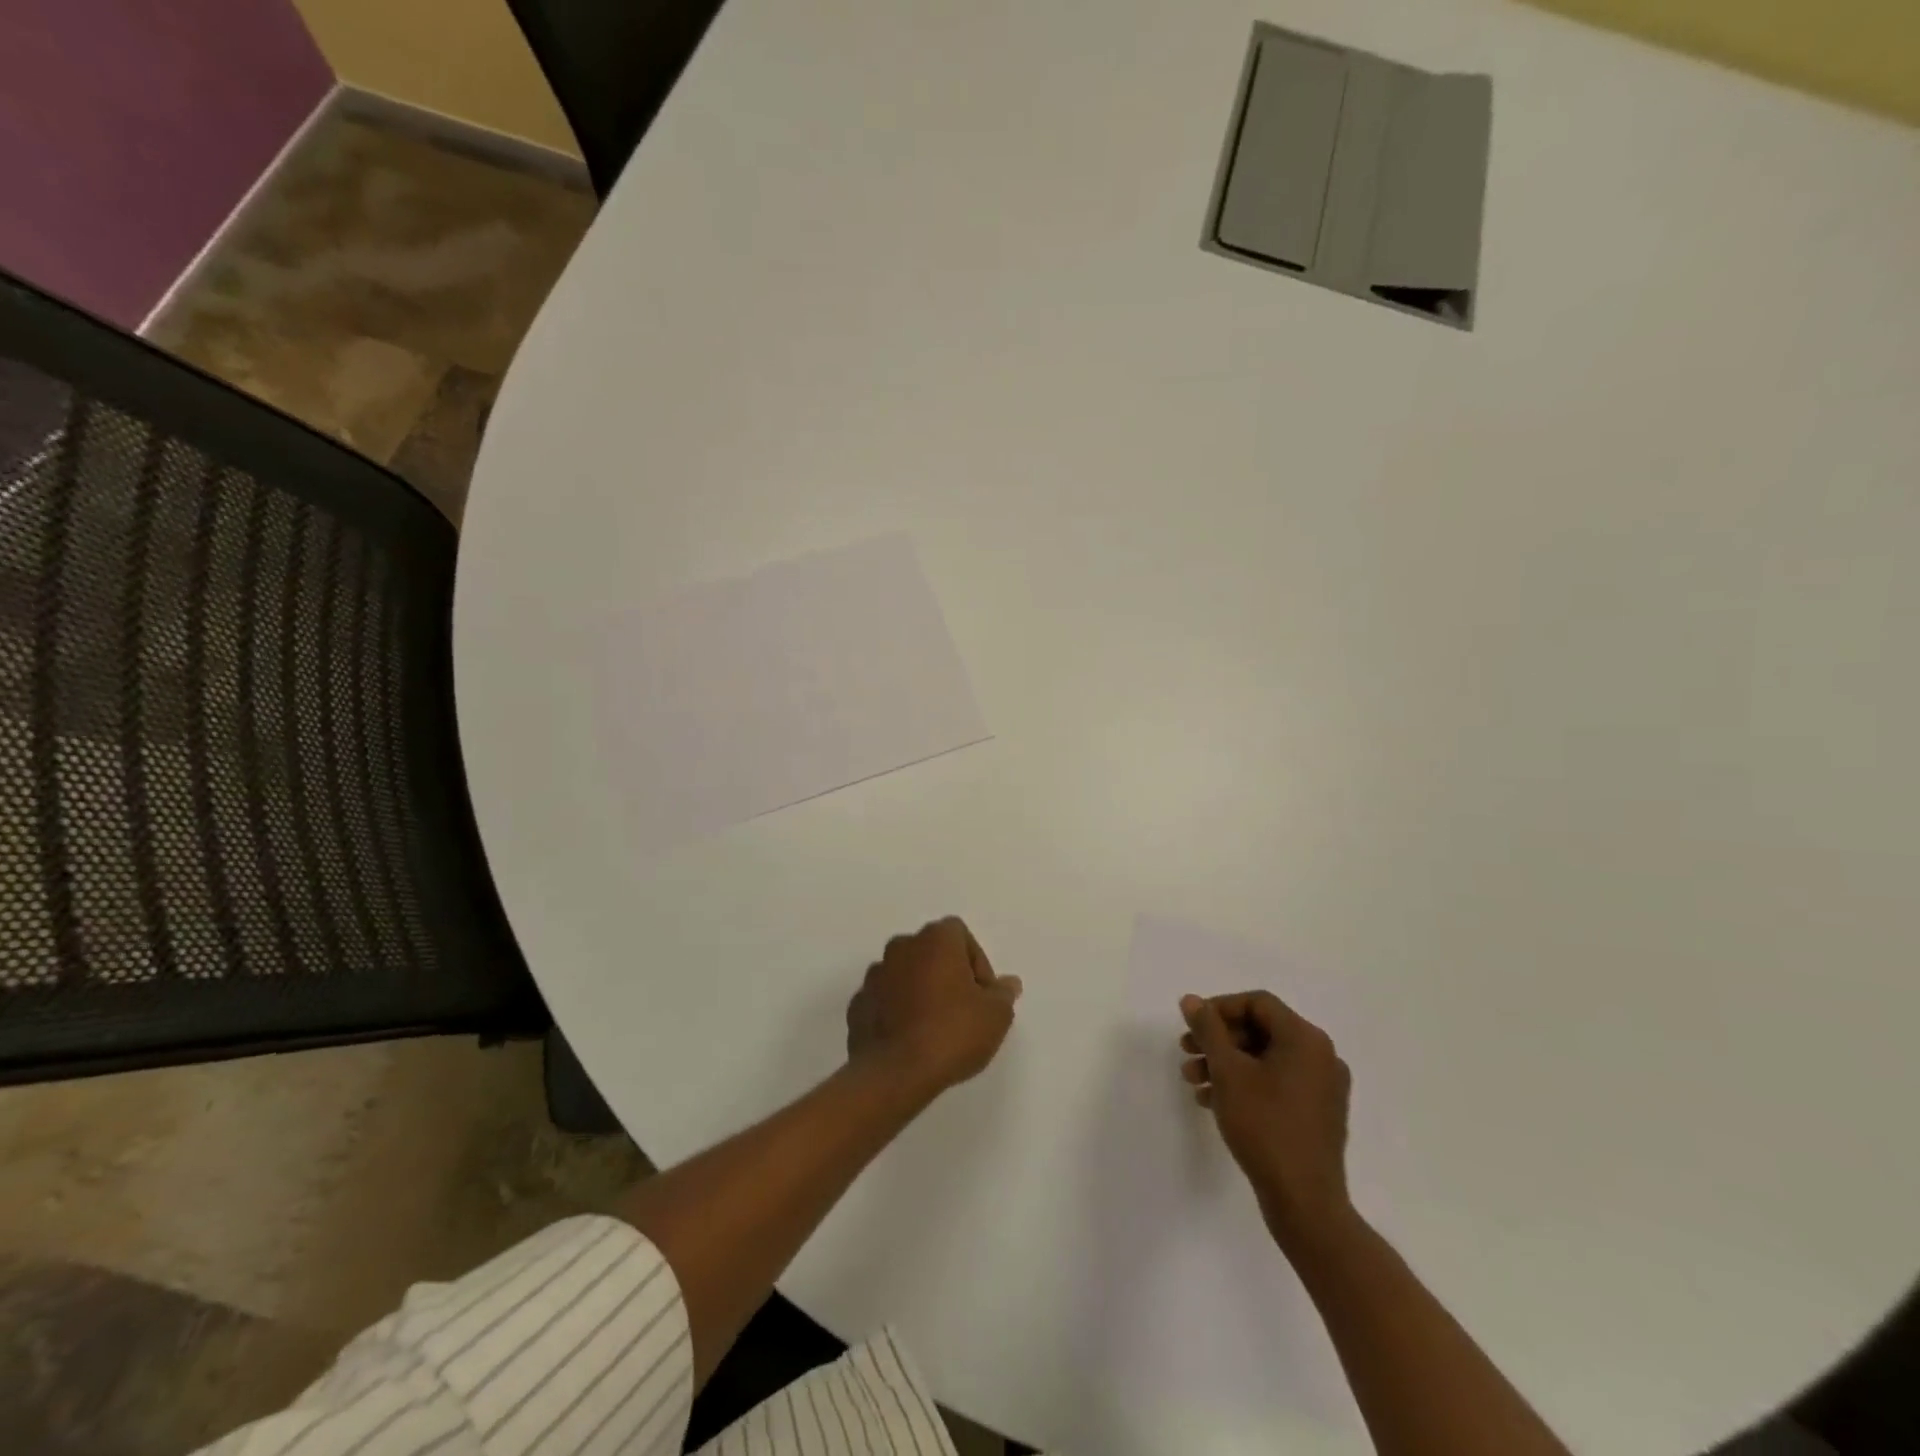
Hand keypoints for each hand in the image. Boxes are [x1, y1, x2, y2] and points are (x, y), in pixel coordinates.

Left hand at [847, 918, 1022, 1096]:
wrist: (895, 1073)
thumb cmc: (952, 1033)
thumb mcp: (995, 1015)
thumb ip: (1002, 994)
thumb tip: (1007, 984)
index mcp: (935, 939)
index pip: (960, 934)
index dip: (976, 962)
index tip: (982, 995)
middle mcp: (901, 947)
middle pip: (931, 952)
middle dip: (947, 974)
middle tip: (962, 1010)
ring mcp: (875, 975)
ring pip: (905, 974)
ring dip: (920, 991)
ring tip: (934, 1028)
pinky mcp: (857, 1004)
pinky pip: (885, 1000)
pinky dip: (897, 1011)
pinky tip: (910, 1040)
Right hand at [1180, 990, 1354, 1249]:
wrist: (1305, 1202)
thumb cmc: (1265, 1127)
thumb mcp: (1228, 1072)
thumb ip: (1208, 1029)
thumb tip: (1191, 1000)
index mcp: (1306, 1039)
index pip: (1257, 1003)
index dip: (1219, 1008)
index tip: (1192, 1026)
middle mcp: (1321, 1056)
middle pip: (1260, 1030)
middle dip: (1218, 1040)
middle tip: (1186, 1052)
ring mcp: (1323, 1087)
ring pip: (1265, 1059)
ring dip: (1226, 1063)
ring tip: (1194, 1081)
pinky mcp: (1318, 1114)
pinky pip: (1277, 1083)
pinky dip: (1246, 1084)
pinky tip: (1214, 1101)